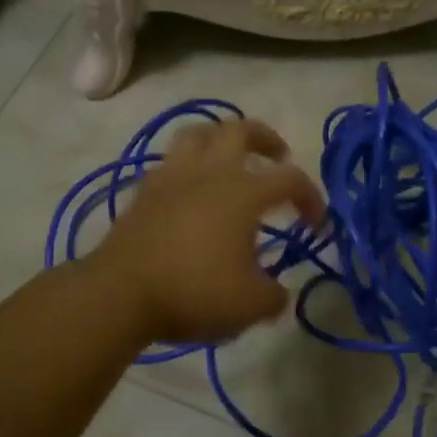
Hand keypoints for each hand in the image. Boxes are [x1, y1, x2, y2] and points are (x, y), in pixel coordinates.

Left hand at [91, 117, 325, 345]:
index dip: (310, 196)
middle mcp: (208, 173)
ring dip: (220, 138)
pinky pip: (171, 161)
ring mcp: (171, 177)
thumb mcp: (249, 306)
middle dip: (265, 138)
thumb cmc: (193, 293)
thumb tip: (277, 292)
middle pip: (239, 130)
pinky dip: (189, 165)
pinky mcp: (144, 191)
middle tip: (277, 155)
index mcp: (242, 193)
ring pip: (197, 134)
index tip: (315, 223)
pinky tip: (192, 188)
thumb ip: (274, 296)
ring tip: (230, 158)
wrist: (120, 293)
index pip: (289, 179)